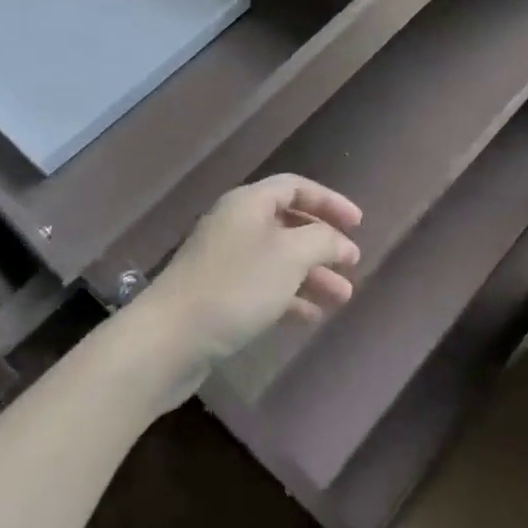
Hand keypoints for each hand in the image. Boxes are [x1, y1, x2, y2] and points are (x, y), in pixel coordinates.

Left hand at [139, 175, 361, 370]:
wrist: (168, 340)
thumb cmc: (236, 286)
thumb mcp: (291, 256)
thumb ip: (323, 241)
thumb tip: (342, 242)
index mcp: (249, 203)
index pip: (296, 187)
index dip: (330, 201)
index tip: (358, 224)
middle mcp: (236, 224)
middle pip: (289, 224)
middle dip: (323, 244)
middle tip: (352, 264)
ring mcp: (225, 261)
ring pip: (279, 259)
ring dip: (312, 275)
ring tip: (342, 298)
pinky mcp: (218, 295)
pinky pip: (263, 286)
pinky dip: (290, 296)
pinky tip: (311, 317)